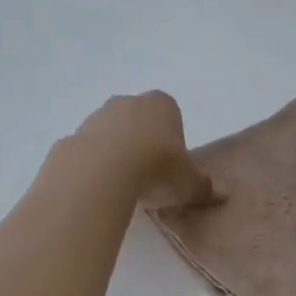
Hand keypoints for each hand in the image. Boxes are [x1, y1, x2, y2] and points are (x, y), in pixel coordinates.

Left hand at [65, 91, 216, 210]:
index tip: (171, 165)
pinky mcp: (71, 137)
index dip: (171, 139)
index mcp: (161, 104)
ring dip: (116, 153)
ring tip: (123, 186)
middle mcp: (128, 102)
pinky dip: (92, 166)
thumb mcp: (188, 183)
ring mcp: (96, 117)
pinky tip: (98, 189)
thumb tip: (224, 193)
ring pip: (110, 133)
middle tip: (149, 175)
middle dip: (142, 142)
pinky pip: (86, 151)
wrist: (100, 173)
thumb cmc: (155, 167)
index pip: (170, 114)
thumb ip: (205, 186)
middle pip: (138, 120)